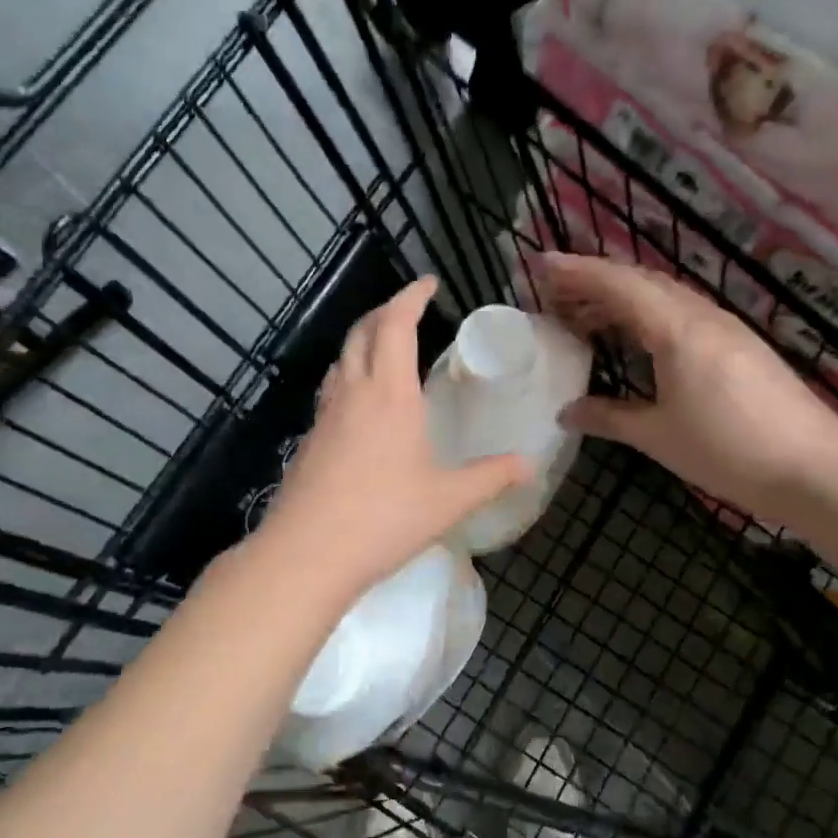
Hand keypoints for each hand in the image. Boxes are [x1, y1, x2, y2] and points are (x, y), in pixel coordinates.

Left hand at [258, 277, 533, 604]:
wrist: (306, 555)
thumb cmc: (384, 518)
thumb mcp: (448, 500)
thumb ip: (491, 477)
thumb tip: (531, 465)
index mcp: (389, 393)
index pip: (395, 324)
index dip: (410, 296)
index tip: (428, 282)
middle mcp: (353, 392)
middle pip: (362, 332)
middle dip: (385, 311)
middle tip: (409, 310)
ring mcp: (325, 415)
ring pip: (341, 359)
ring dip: (363, 341)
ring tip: (386, 348)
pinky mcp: (309, 440)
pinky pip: (331, 389)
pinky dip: (350, 375)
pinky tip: (361, 403)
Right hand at [537, 252, 837, 517]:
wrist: (817, 470)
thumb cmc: (729, 450)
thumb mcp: (659, 436)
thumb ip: (609, 417)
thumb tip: (567, 411)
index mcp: (676, 329)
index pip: (618, 284)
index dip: (577, 271)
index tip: (541, 264)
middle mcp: (702, 316)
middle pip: (641, 281)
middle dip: (595, 280)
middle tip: (555, 294)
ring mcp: (726, 328)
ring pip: (664, 296)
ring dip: (622, 298)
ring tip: (586, 317)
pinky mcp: (741, 346)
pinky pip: (683, 313)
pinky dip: (648, 315)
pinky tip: (638, 339)